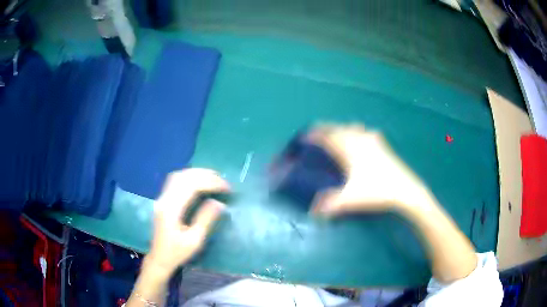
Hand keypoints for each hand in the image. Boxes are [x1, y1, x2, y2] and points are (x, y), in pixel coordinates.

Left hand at [146, 168, 230, 275]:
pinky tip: (198, 182)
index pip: (191, 186)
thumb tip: (218, 203)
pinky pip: (175, 181)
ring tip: (213, 177)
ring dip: (196, 174)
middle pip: (183, 177)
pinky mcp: (163, 201)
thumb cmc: (177, 253)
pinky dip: (189, 177)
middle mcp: (164, 199)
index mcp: (171, 209)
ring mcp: (162, 199)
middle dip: (204, 175)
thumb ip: (205, 219)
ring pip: (178, 176)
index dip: (210, 183)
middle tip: (222, 180)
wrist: (160, 259)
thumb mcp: (194, 240)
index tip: (227, 188)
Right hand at [308, 124, 433, 215]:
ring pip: (352, 127)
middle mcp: (360, 139)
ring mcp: (373, 140)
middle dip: (325, 129)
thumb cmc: (377, 191)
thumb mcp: (350, 200)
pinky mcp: (383, 145)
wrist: (406, 190)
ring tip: (336, 136)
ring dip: (341, 129)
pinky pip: (365, 132)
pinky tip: (360, 139)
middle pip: (338, 128)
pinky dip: (357, 132)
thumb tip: (312, 212)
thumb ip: (329, 205)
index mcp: (349, 148)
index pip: (327, 136)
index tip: (304, 137)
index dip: (313, 135)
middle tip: (316, 135)